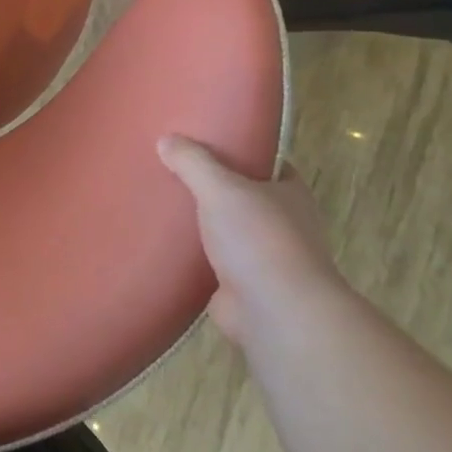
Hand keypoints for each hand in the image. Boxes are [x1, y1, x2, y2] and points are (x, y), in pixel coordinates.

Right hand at [157, 135, 347, 346]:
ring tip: (161, 205)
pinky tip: (163, 243)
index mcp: (289, 194)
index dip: (243, 152)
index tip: (208, 143)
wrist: (276, 312)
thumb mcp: (221, 188)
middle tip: (173, 171)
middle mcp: (284, 223)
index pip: (269, 164)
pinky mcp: (243, 284)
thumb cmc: (259, 239)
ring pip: (228, 230)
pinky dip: (193, 254)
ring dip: (203, 223)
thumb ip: (194, 162)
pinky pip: (213, 260)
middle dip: (215, 187)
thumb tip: (166, 139)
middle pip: (245, 196)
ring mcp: (265, 257)